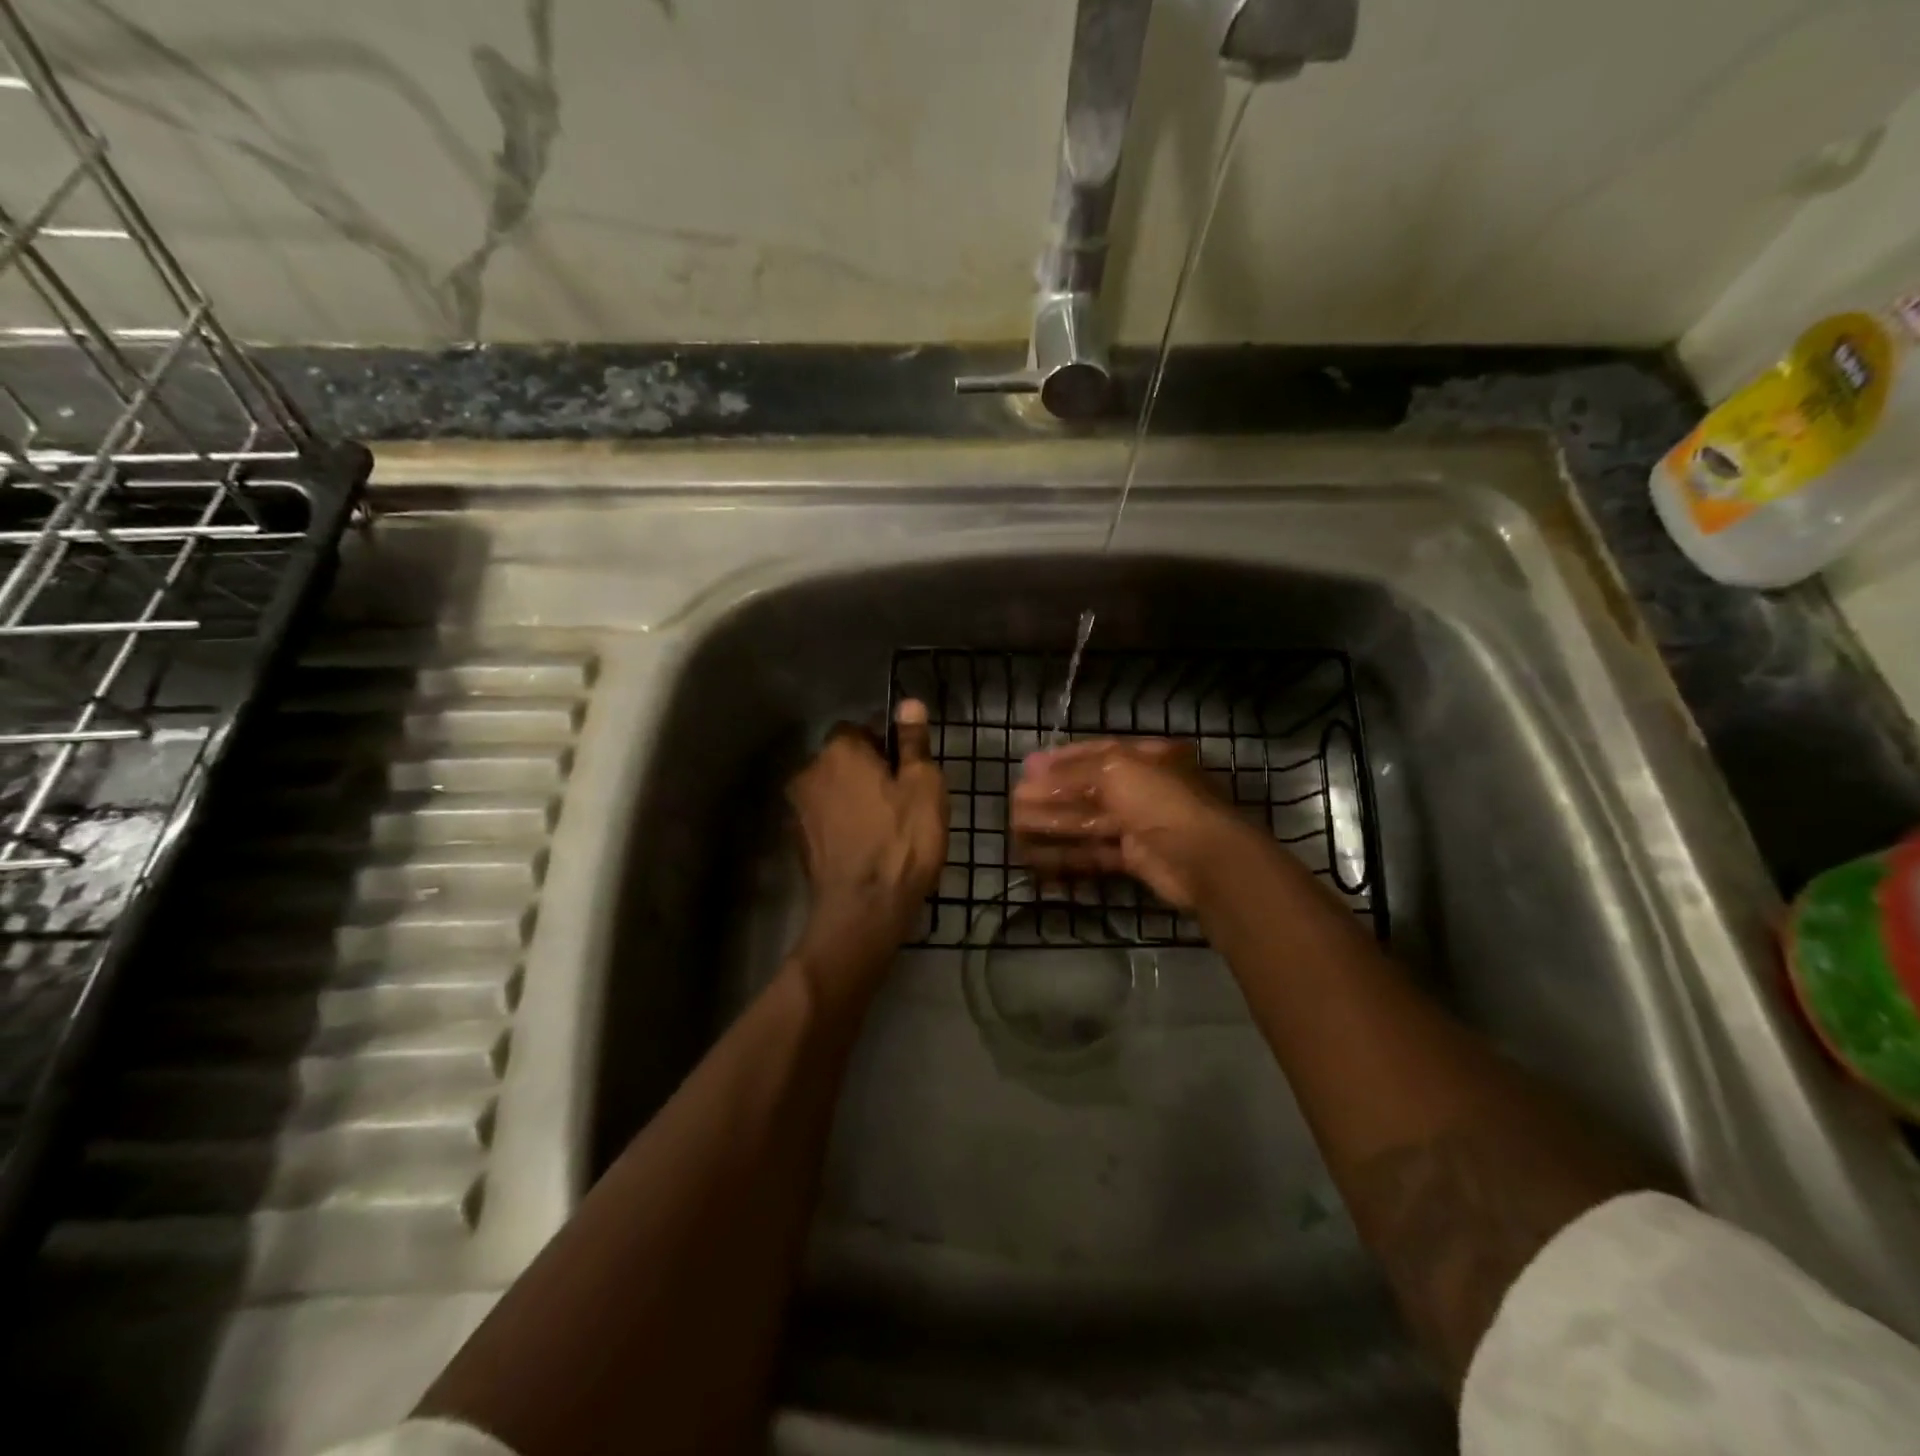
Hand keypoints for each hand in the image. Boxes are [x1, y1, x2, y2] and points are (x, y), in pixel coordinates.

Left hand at [787, 700, 948, 991]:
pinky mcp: (797, 841)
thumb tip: (908, 703)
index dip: (887, 744)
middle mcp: (810, 771)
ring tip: (886, 825)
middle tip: (902, 798)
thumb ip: (913, 742)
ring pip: (833, 789)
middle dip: (868, 770)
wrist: (863, 909)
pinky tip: (866, 845)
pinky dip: (843, 823)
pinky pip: (826, 818)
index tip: (909, 769)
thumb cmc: (902, 841)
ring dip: (854, 797)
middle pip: (843, 758)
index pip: (861, 727)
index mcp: (840, 750)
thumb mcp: (923, 787)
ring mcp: (798, 808)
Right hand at [1011, 738, 1251, 910]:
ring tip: (1016, 831)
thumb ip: (1071, 771)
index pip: (1097, 752)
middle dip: (1050, 797)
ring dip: (1052, 825)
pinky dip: (1067, 855)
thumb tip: (1030, 767)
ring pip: (1088, 822)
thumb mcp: (1115, 771)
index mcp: (1147, 758)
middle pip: (1088, 790)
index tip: (1027, 770)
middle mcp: (1144, 787)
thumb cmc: (1161, 800)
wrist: (1205, 860)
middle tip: (1014, 804)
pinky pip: (1095, 853)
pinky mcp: (1136, 857)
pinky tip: (1038, 857)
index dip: (1060, 760)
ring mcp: (1141, 824)